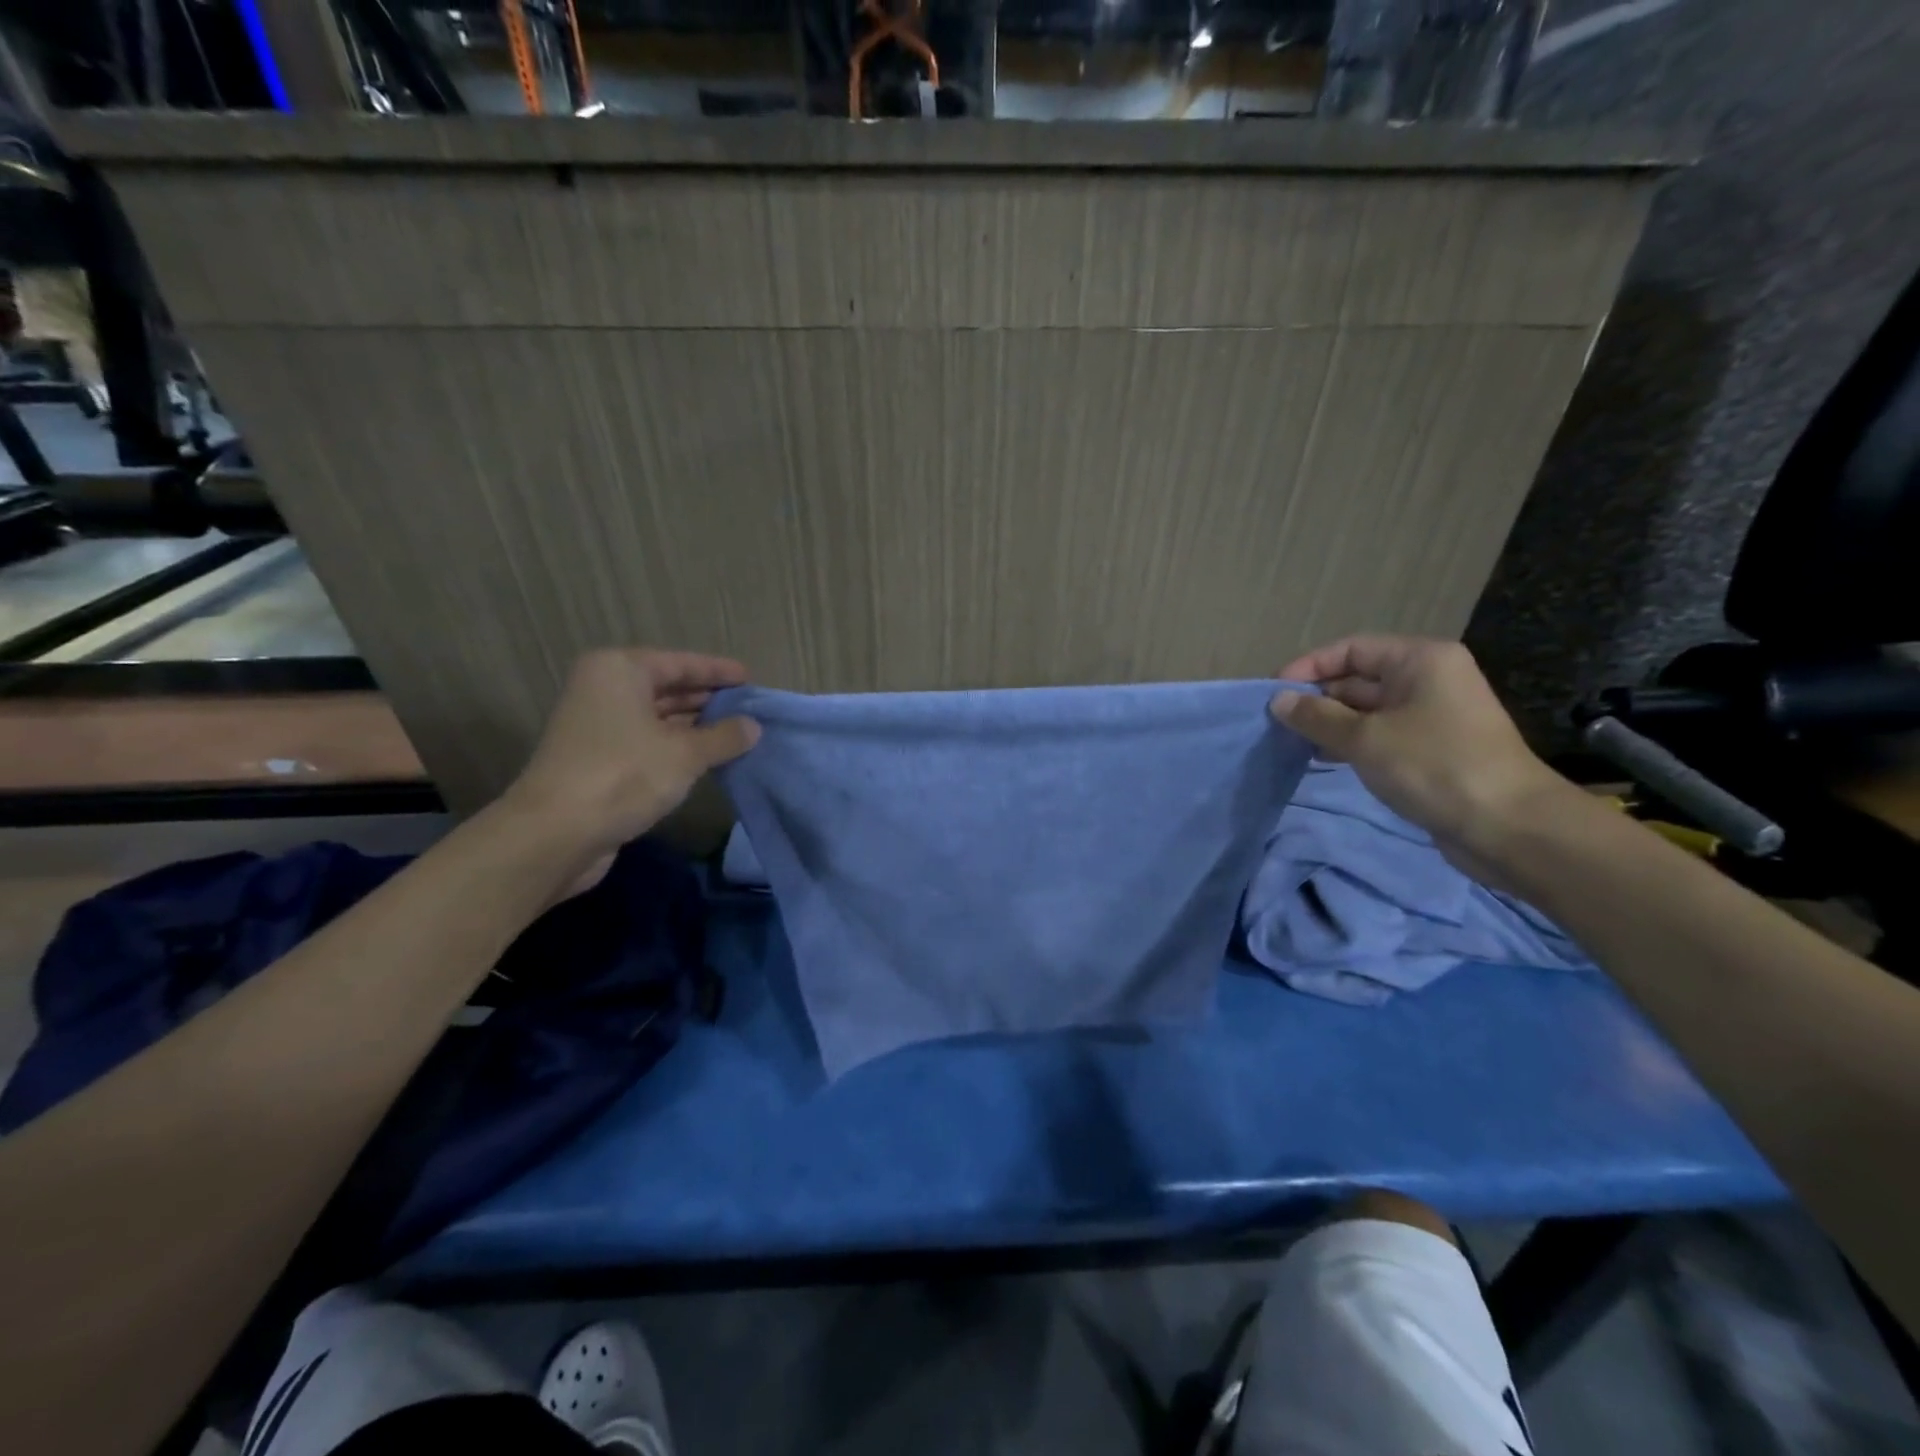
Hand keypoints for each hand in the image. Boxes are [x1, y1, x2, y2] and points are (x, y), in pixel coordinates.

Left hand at [502, 649, 758, 881]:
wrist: (555, 834)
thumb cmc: (624, 775)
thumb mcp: (686, 754)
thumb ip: (724, 736)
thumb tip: (753, 727)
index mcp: (620, 670)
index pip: (680, 663)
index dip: (718, 672)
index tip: (750, 680)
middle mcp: (604, 689)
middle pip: (666, 687)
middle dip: (708, 699)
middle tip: (749, 709)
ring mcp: (598, 726)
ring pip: (657, 717)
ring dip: (694, 726)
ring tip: (737, 734)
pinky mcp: (597, 759)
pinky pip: (647, 742)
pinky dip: (676, 747)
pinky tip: (707, 759)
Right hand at [1270, 635, 1574, 878]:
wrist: (1508, 826)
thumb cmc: (1433, 766)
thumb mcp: (1364, 738)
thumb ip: (1316, 716)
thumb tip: (1278, 701)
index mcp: (1420, 660)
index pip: (1350, 649)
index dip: (1308, 667)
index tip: (1273, 694)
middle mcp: (1428, 679)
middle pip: (1358, 678)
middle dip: (1317, 699)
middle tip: (1277, 724)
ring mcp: (1432, 715)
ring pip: (1367, 710)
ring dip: (1329, 724)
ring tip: (1293, 743)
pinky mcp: (1432, 748)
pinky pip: (1381, 734)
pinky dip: (1351, 742)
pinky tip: (1323, 758)